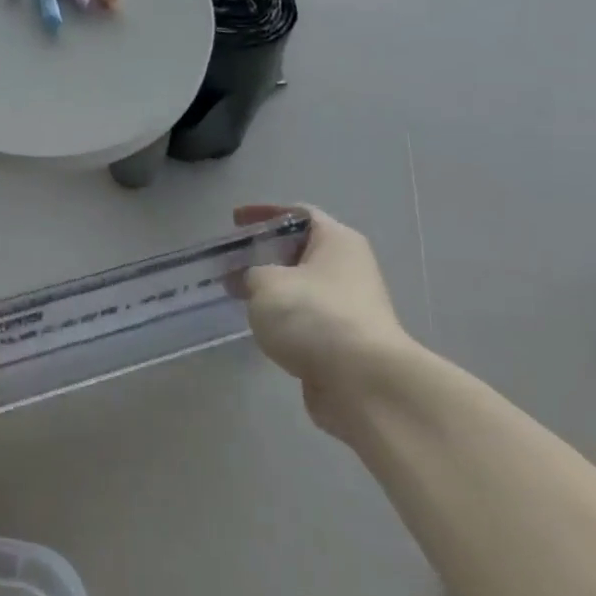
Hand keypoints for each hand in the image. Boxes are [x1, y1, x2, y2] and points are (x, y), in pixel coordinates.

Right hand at [235, 204, 417, 433]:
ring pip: (304, 288)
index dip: (264, 213)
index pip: (298, 213)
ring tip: (239, 295)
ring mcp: (350, 306)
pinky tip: (262, 328)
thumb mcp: (266, 284)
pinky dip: (285, 319)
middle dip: (265, 255)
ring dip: (274, 290)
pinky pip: (308, 319)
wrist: (362, 382)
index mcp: (337, 241)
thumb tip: (247, 280)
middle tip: (232, 262)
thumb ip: (250, 274)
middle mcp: (349, 268)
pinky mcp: (345, 341)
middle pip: (301, 250)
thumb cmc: (314, 316)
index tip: (234, 222)